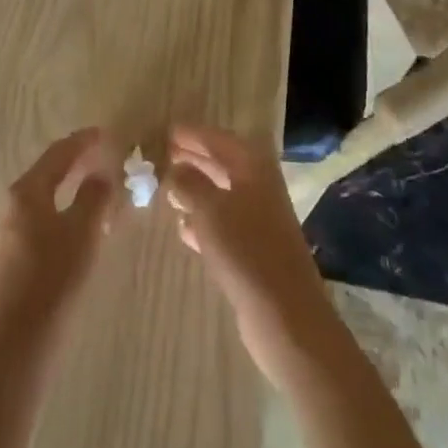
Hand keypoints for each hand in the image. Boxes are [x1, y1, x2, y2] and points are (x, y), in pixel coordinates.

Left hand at [0, 128, 121, 331]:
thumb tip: (101, 175)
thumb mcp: (82, 233)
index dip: (82, 142)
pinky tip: (81, 221)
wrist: (17, 340)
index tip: (105, 133)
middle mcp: (12, 202)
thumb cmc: (53, 278)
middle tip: (104, 156)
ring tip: (98, 186)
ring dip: (70, 187)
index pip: (58, 154)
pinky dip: (63, 208)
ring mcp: (9, 228)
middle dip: (76, 162)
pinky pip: (41, 216)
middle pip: (48, 172)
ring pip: (44, 195)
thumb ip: (94, 198)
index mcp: (27, 190)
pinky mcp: (12, 253)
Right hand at [167, 126, 332, 386]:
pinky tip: (183, 228)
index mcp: (253, 168)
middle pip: (222, 164)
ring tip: (166, 189)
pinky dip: (203, 220)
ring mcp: (258, 220)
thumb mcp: (209, 209)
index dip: (192, 134)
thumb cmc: (246, 251)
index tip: (165, 130)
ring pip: (220, 194)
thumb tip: (175, 168)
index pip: (219, 139)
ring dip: (195, 190)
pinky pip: (223, 224)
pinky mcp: (253, 250)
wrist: (286, 316)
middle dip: (193, 159)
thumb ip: (188, 183)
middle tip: (162, 155)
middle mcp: (259, 188)